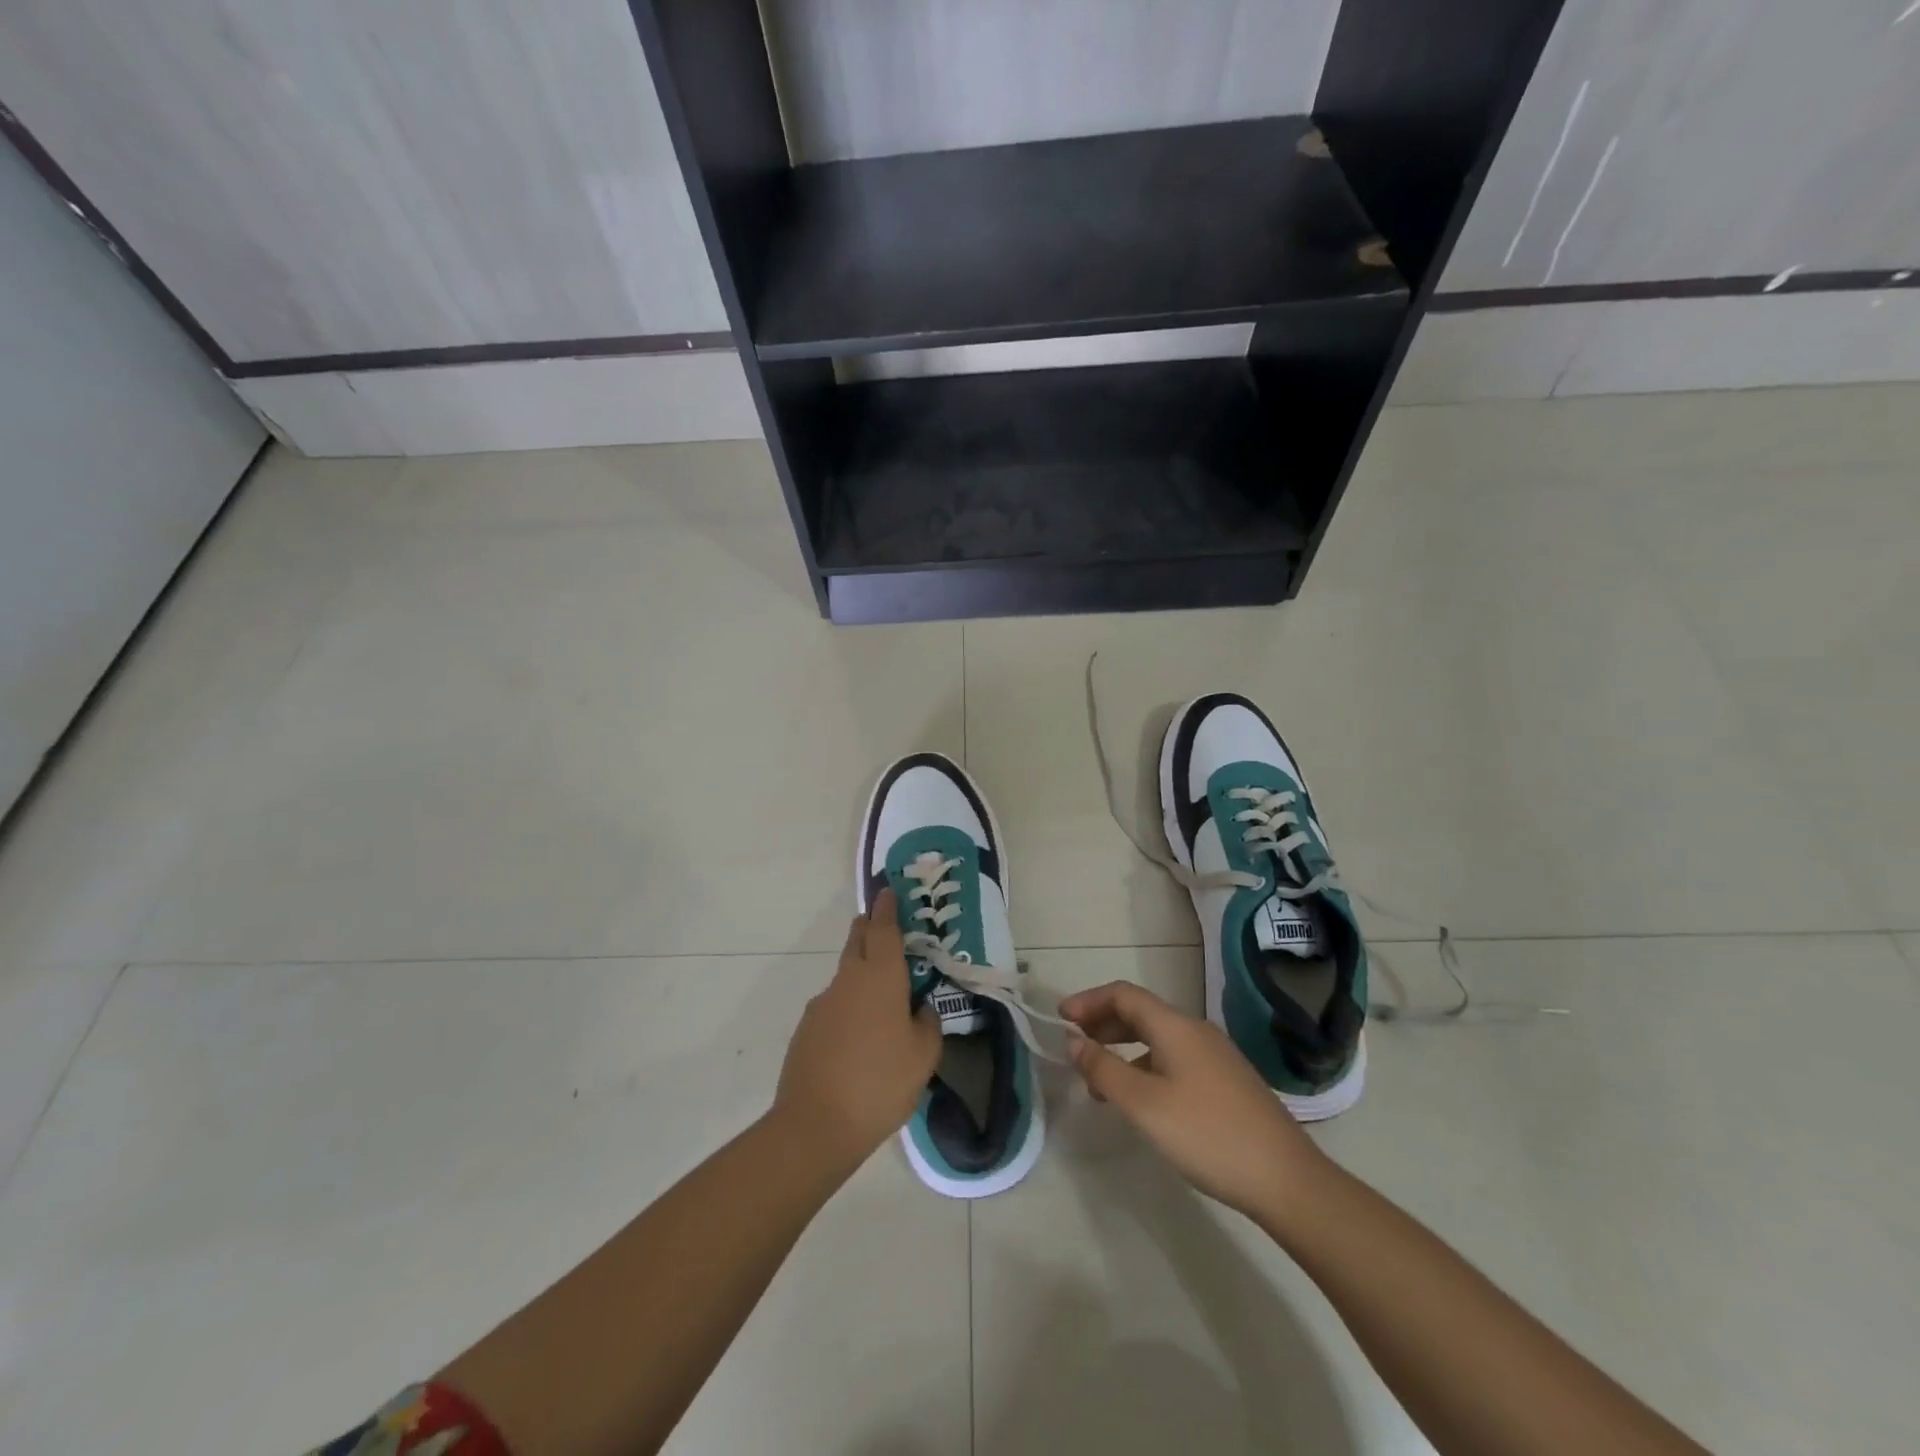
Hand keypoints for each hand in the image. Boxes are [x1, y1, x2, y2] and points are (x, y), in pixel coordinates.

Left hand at [775, 890, 942, 1173]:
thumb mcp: (923, 1056)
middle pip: (857, 941)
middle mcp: (847, 980)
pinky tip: (860, 1040)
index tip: (888, 890)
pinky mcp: (806, 1029)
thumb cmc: (880, 1083)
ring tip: (883, 1004)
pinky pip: (834, 1006)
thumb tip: (920, 1009)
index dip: (887, 908)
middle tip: (887, 930)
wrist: (815, 1125)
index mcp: (879, 977)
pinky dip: (849, 1008)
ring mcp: (822, 1004)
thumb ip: (927, 1024)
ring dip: (862, 975)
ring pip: (845, 975)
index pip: (883, 929)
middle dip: (870, 929)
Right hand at [1061, 981, 1325, 1218]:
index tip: (1061, 1019)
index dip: (1089, 1001)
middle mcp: (1195, 1031)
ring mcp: (1215, 1056)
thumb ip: (1104, 1070)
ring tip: (1098, 1082)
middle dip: (1103, 1024)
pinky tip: (1140, 1101)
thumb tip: (1073, 1042)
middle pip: (1140, 1013)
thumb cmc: (1208, 1135)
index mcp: (1175, 1027)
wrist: (1286, 1179)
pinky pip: (1173, 1059)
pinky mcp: (1226, 1082)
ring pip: (1157, 1039)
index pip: (1124, 995)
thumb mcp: (1144, 1105)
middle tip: (1074, 1047)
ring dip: (1122, 1050)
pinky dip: (1145, 1067)